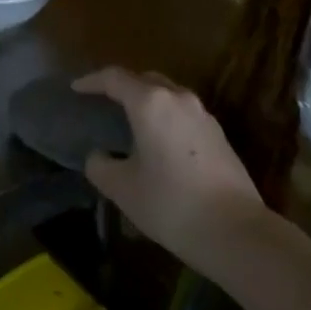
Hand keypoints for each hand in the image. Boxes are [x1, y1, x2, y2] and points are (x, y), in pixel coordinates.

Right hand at [72, 67, 267, 265]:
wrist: (235, 231)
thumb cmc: (170, 203)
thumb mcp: (122, 188)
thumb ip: (100, 166)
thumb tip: (99, 156)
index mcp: (150, 104)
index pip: (115, 78)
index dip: (91, 81)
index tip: (75, 88)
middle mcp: (179, 99)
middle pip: (145, 80)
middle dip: (122, 86)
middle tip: (103, 101)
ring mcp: (203, 116)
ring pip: (168, 95)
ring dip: (147, 101)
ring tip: (129, 120)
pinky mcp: (219, 135)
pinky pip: (183, 113)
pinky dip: (165, 116)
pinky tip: (157, 140)